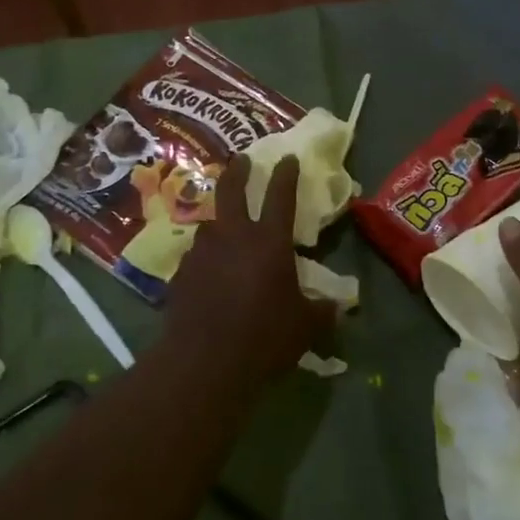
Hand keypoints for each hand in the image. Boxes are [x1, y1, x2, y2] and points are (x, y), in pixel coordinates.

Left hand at [164, 156, 330, 388]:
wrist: (205, 362)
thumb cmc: (264, 338)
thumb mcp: (305, 327)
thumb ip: (322, 311)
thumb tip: (339, 307)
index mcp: (269, 242)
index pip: (280, 196)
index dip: (286, 174)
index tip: (287, 157)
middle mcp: (233, 236)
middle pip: (232, 190)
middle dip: (238, 171)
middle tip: (241, 160)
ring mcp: (202, 252)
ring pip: (209, 223)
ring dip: (219, 220)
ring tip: (224, 228)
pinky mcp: (181, 274)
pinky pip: (196, 255)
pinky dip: (205, 256)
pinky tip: (208, 271)